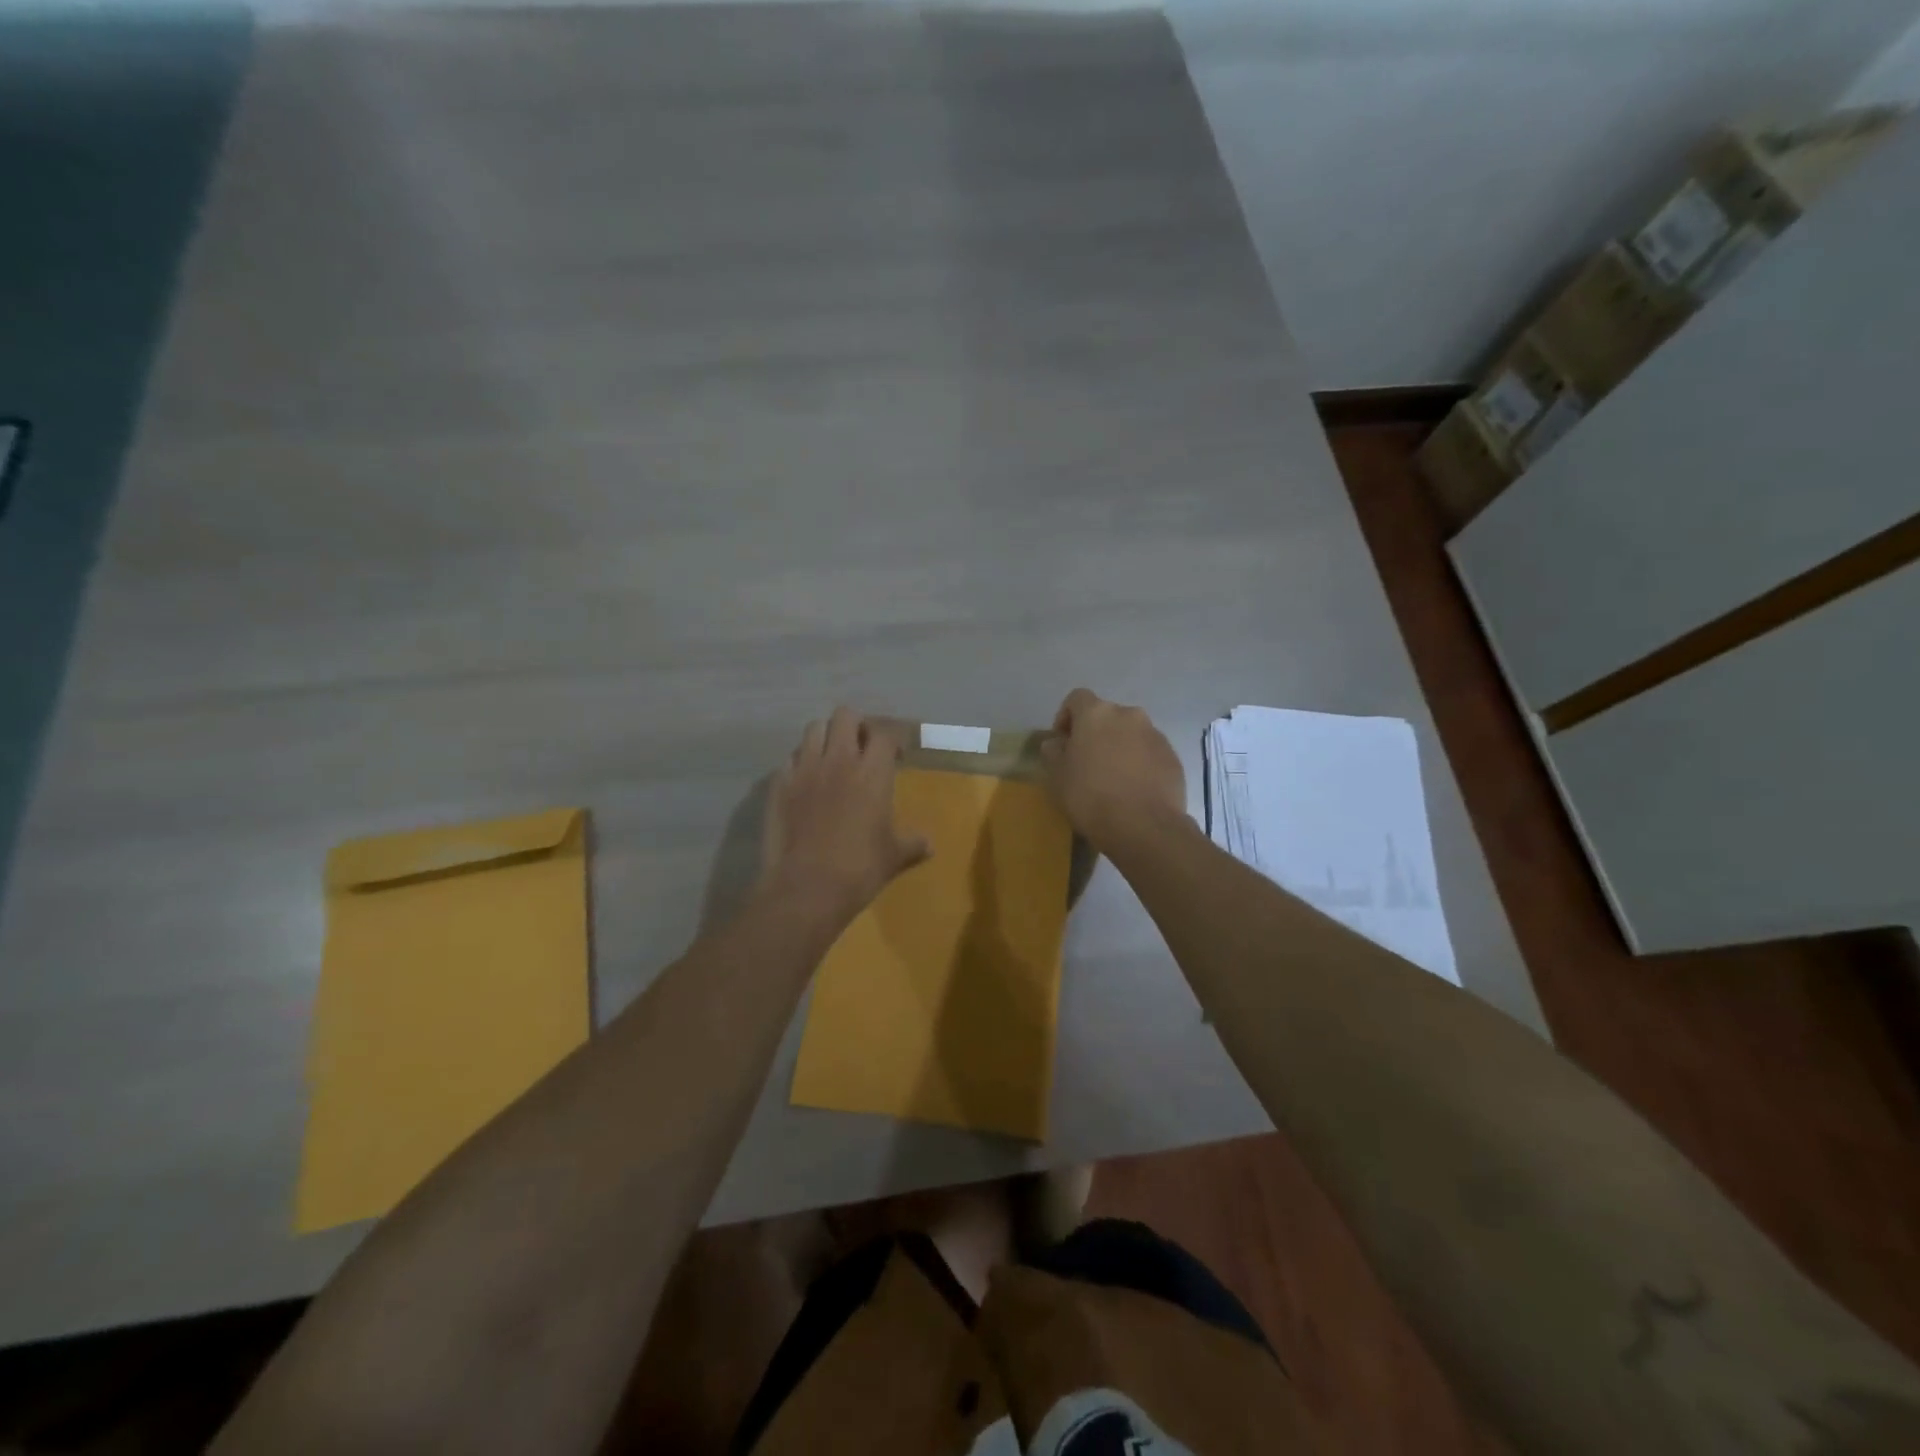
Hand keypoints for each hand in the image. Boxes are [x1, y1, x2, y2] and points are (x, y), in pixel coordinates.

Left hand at [761, 707, 930, 923]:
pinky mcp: (779, 785)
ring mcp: (804, 770)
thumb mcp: (894, 857)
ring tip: (832, 758)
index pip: (884, 733)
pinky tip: (806, 783)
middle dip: (856, 726)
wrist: (805, 888)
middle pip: (845, 716)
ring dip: (826, 737)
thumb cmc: (859, 869)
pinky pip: (790, 759)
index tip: (897, 754)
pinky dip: (800, 763)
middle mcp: (838, 760)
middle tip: (862, 748)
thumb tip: (929, 845)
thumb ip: (913, 844)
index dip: (893, 738)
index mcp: (872, 772)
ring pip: (813, 728)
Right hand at [1039, 688, 1187, 852]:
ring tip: (1113, 778)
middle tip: (1086, 762)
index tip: (1062, 742)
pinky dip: (1139, 763)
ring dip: (1119, 747)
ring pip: (1130, 734)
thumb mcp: (1058, 776)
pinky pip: (1149, 753)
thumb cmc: (1090, 796)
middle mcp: (1129, 715)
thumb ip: (1054, 752)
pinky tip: (1133, 789)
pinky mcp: (1173, 757)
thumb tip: (1056, 742)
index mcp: (1097, 713)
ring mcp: (1155, 735)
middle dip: (1095, 734)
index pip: (1077, 698)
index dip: (1066, 717)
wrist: (1144, 826)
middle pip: (1106, 716)